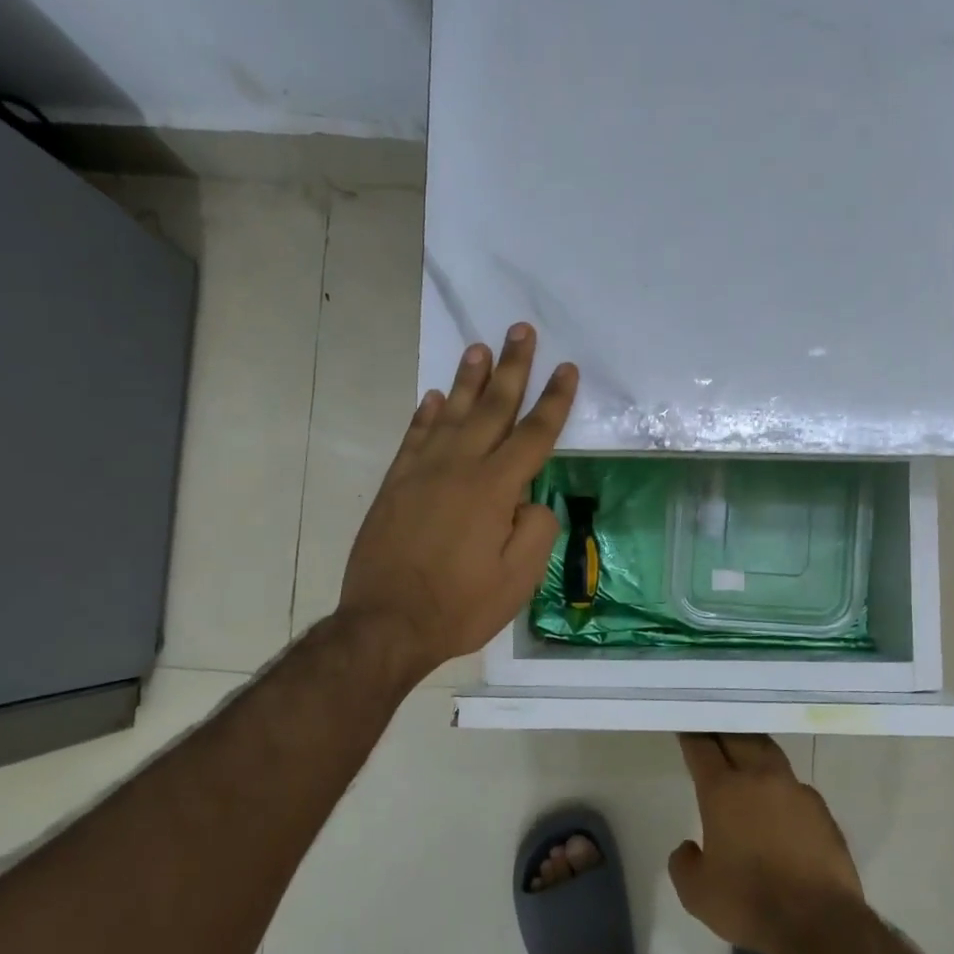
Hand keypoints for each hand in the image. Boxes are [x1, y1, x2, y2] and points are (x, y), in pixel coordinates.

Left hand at [339, 324, 576, 681]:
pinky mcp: (395, 485)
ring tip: (478, 348)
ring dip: (467, 379)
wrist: (386, 623)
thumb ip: (536, 531)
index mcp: (494, 489)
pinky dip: (426, 415)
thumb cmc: (460, 606)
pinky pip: (414, 438)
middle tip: (521, 330)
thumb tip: (532, 501)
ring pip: (450, 414)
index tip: (567, 369)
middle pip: (492, 408)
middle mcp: (458, 468)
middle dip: (512, 368)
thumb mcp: (518, 580)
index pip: (533, 435)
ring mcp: (421, 473)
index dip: (554, 401)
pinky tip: (434, 398)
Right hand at [668, 734, 866, 953]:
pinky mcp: (821, 810)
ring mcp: (795, 790)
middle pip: (738, 737)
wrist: (819, 923)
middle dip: (722, 729)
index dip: (691, 734)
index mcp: (723, 791)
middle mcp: (759, 779)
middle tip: (713, 725)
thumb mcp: (697, 893)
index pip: (702, 748)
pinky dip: (780, 784)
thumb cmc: (749, 903)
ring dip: (753, 746)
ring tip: (745, 749)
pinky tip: (778, 801)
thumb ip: (684, 863)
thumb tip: (689, 847)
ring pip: (770, 753)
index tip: (685, 724)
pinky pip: (794, 786)